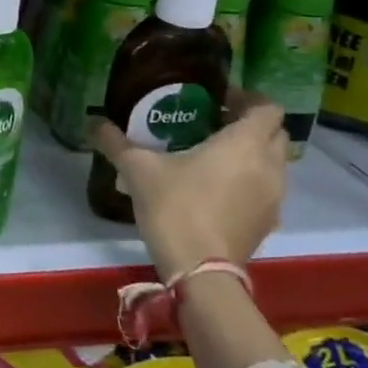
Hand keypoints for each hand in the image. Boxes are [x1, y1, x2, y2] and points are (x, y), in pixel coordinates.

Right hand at [89, 92, 288, 275]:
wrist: (200, 270)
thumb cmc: (175, 207)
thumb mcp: (137, 169)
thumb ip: (115, 142)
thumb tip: (92, 121)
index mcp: (244, 143)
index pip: (266, 107)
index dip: (247, 97)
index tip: (218, 99)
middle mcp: (268, 166)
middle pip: (275, 133)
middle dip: (251, 124)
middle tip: (214, 122)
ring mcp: (274, 197)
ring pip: (274, 162)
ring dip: (253, 153)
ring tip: (214, 155)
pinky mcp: (268, 222)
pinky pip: (267, 189)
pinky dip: (250, 180)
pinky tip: (217, 188)